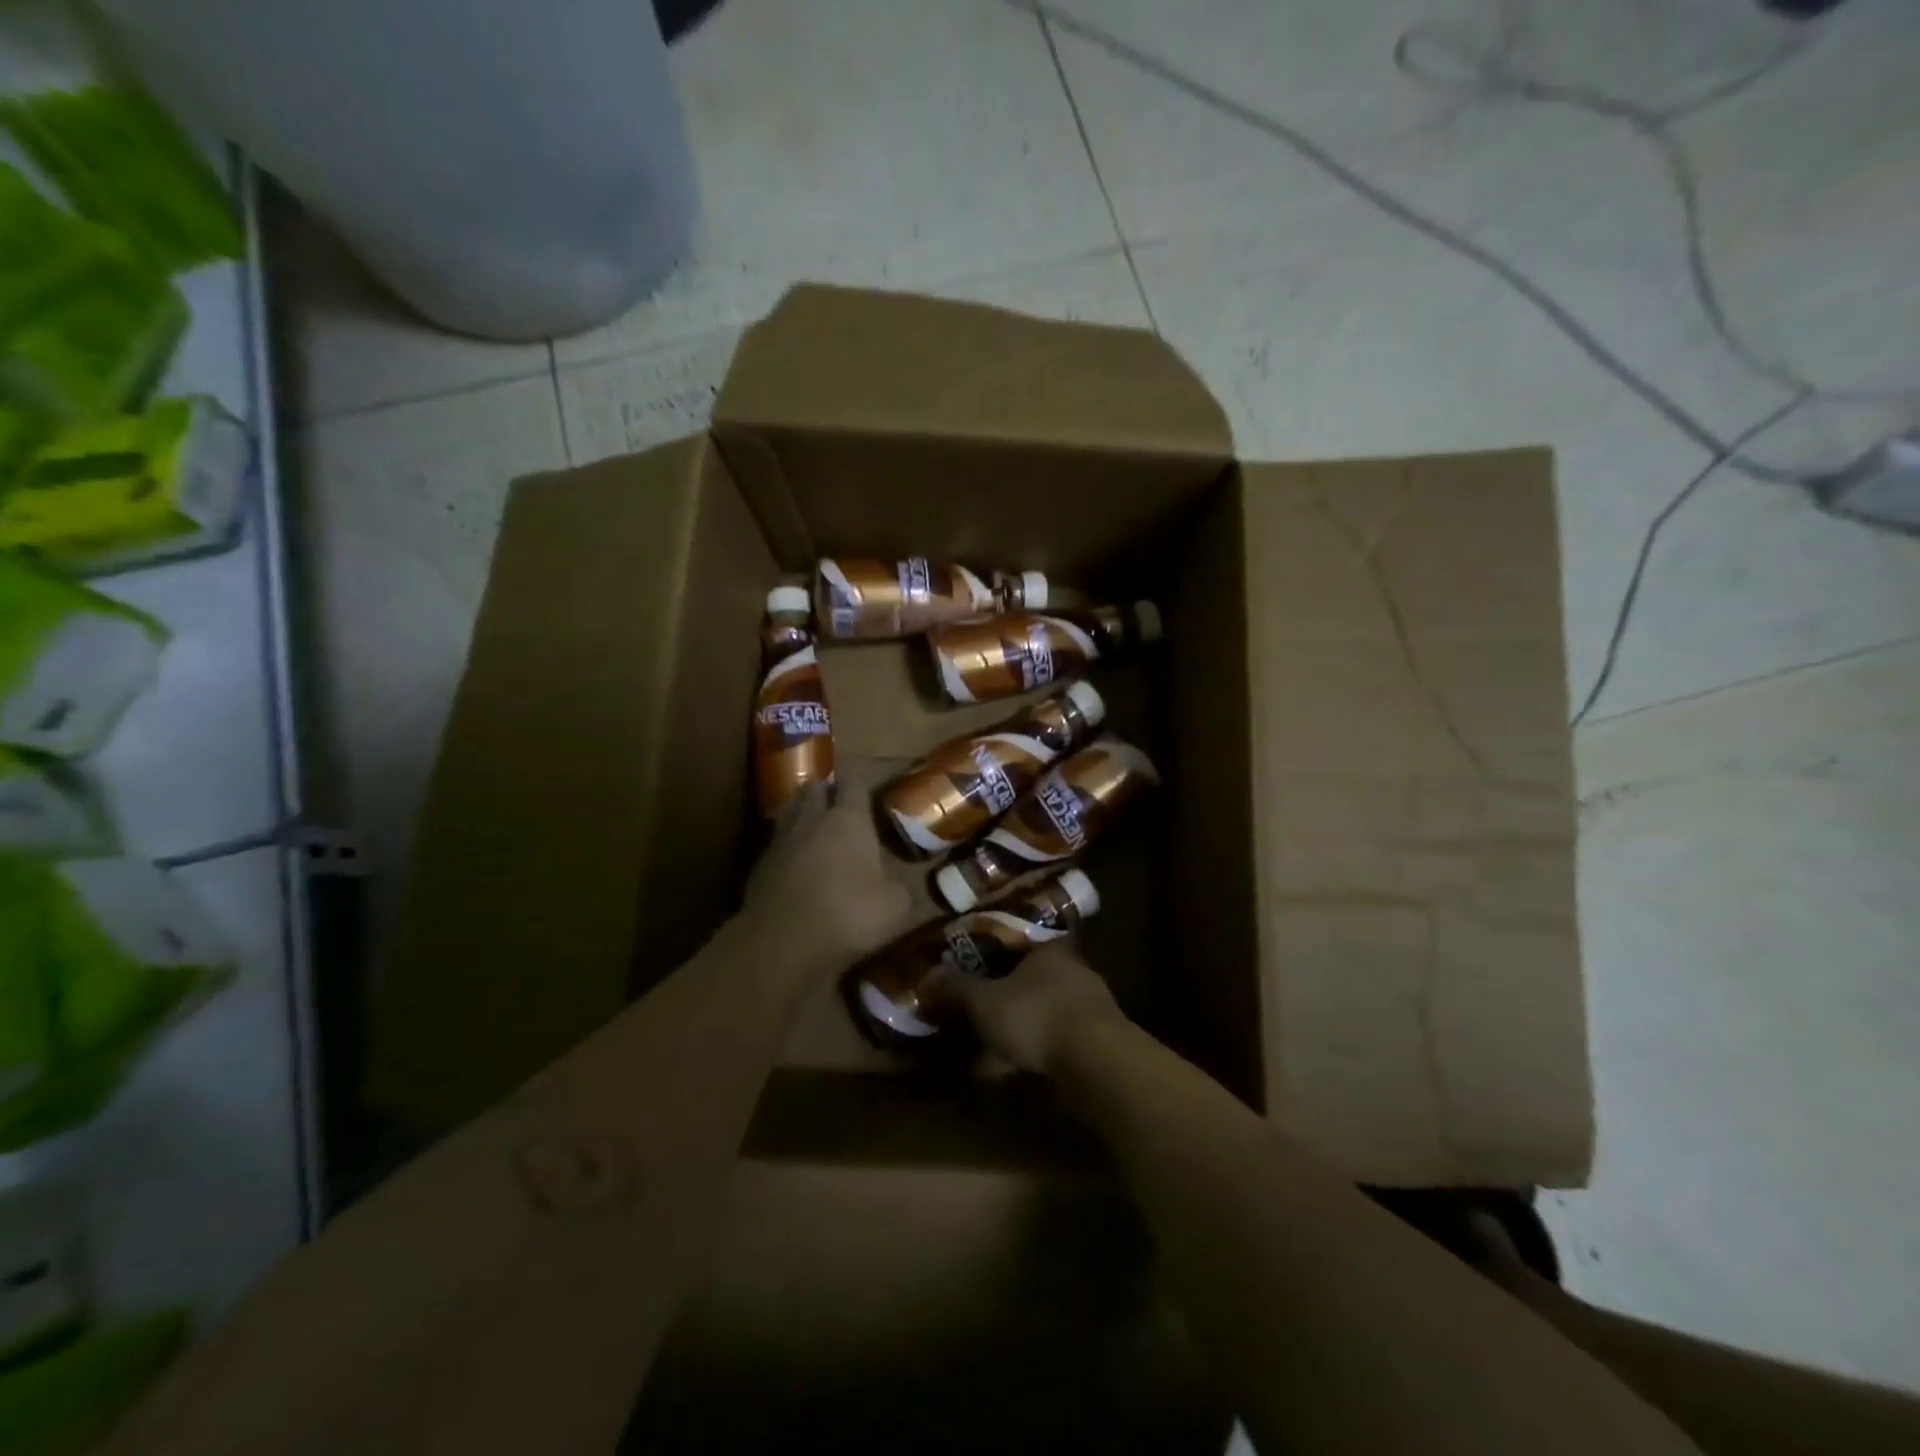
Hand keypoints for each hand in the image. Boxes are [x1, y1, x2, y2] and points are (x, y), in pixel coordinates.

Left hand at [742, 786, 913, 979]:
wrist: (782, 941)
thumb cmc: (847, 913)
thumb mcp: (894, 907)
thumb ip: (897, 888)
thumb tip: (894, 888)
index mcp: (849, 819)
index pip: (853, 783)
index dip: (860, 786)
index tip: (867, 795)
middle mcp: (812, 819)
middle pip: (815, 789)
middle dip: (826, 793)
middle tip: (838, 807)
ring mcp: (780, 840)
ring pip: (790, 811)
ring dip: (801, 815)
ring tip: (813, 828)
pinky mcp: (758, 865)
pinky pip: (775, 844)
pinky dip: (785, 848)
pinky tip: (794, 864)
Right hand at [940, 941, 1125, 1074]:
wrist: (1096, 1062)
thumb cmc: (1036, 1016)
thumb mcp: (984, 1002)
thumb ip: (956, 989)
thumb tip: (928, 976)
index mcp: (1048, 948)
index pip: (1020, 938)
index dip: (995, 949)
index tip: (976, 963)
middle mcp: (1073, 968)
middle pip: (1033, 973)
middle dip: (1008, 989)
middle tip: (980, 1004)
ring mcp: (1090, 1004)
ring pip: (1047, 1005)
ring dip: (1024, 1020)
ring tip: (996, 1037)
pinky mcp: (1099, 1038)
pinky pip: (1059, 1034)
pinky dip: (1039, 1044)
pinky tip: (1021, 1063)